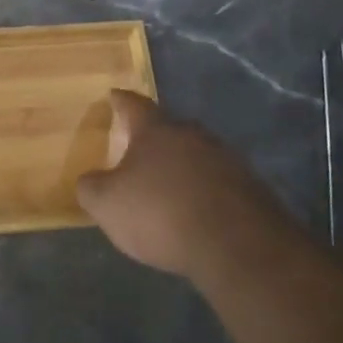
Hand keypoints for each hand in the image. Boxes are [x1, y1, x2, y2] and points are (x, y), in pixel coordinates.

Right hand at [77, 91, 295, 280]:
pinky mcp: (252, 189)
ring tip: (167, 189)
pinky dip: (204, 192)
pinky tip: (196, 213)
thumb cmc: (161, 213)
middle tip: (137, 152)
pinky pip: (218, 183)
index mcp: (156, 130)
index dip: (120, 101)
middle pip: (169, 129)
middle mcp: (193, 135)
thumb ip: (91, 187)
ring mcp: (227, 160)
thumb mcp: (107, 204)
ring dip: (181, 168)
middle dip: (153, 139)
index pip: (134, 104)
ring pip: (196, 155)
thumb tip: (89, 180)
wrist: (238, 246)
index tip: (113, 96)